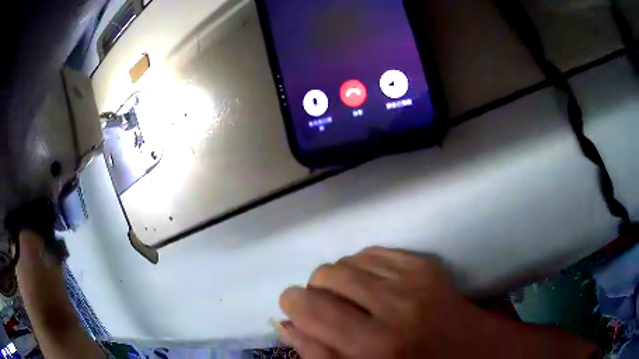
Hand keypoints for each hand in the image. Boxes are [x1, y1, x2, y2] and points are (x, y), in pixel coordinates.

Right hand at [279, 247, 599, 358]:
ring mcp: (415, 280)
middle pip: (326, 275)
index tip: (295, 311)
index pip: (308, 307)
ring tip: (353, 299)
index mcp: (375, 347)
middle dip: (315, 291)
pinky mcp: (428, 266)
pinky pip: (376, 253)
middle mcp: (394, 306)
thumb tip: (287, 325)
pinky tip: (373, 287)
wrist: (480, 355)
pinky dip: (364, 267)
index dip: (292, 305)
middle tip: (327, 309)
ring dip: (340, 279)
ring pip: (349, 260)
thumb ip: (321, 355)